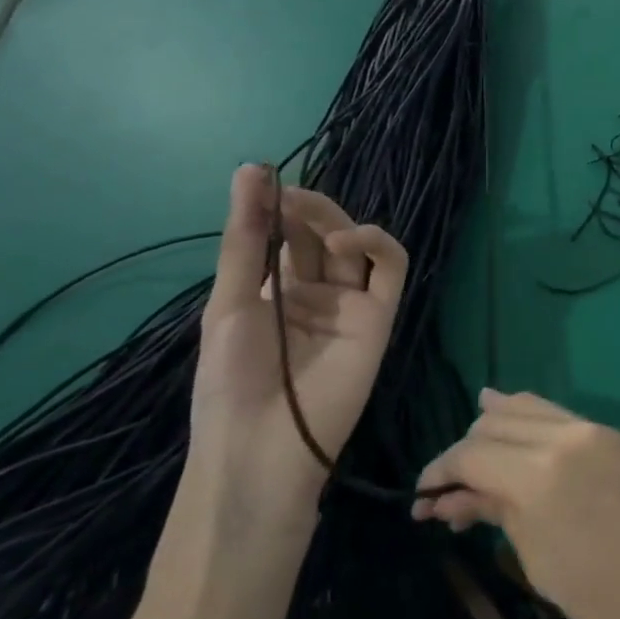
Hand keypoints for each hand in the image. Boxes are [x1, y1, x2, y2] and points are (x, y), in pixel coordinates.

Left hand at [191, 164, 408, 526]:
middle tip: (286, 193)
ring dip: (333, 219)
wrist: (260, 449)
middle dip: (303, 209)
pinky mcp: (380, 315)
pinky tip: (346, 238)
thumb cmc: (230, 381)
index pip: (283, 236)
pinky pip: (390, 269)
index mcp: (275, 292)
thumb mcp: (229, 303)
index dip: (276, 207)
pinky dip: (376, 243)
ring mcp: (350, 302)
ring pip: (354, 244)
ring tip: (307, 213)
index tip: (263, 178)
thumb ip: (244, 239)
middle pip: (318, 235)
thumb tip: (249, 169)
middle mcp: (315, 292)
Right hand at [412, 391, 619, 618]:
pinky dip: (530, 423)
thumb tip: (454, 497)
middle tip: (448, 492)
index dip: (440, 471)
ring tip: (471, 455)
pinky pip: (560, 417)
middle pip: (497, 421)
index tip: (421, 499)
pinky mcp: (616, 435)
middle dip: (465, 450)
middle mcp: (565, 435)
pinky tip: (516, 434)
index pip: (472, 452)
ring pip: (530, 407)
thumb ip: (499, 515)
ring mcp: (595, 429)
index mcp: (541, 473)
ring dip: (496, 427)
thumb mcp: (544, 565)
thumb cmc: (615, 600)